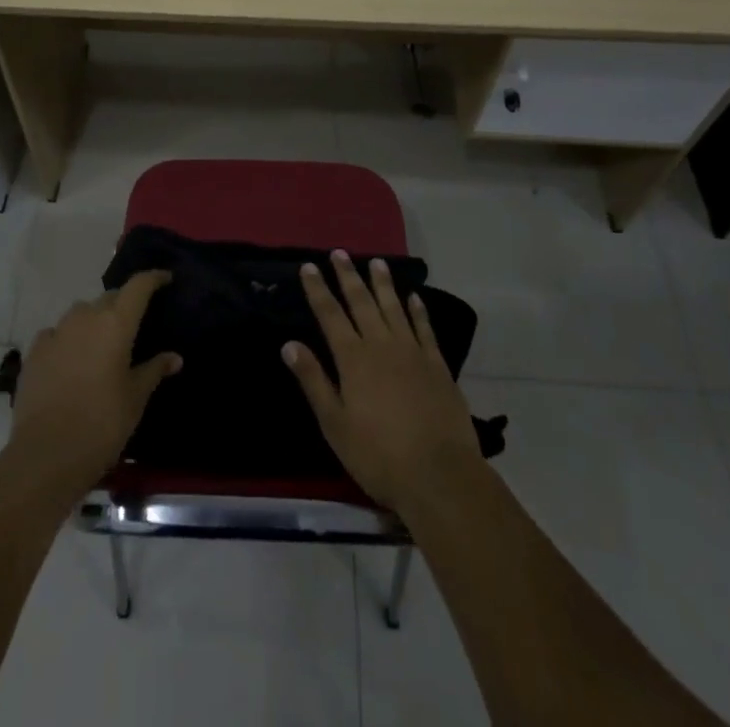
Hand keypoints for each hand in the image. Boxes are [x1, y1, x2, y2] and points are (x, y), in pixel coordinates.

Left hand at [9, 271, 181, 497]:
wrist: (46, 455)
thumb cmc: (102, 424)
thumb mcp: (135, 399)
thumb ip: (154, 370)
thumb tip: (174, 357)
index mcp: (116, 323)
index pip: (138, 286)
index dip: (153, 278)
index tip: (165, 279)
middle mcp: (85, 317)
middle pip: (110, 297)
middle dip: (124, 304)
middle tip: (134, 324)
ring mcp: (57, 331)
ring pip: (82, 313)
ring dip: (94, 321)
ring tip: (102, 345)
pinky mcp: (34, 351)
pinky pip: (57, 333)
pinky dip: (68, 339)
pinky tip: (71, 360)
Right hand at [284, 251, 485, 514]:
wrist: (440, 476)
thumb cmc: (378, 456)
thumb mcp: (335, 424)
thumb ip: (314, 381)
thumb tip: (289, 343)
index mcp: (353, 359)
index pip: (330, 315)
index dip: (318, 290)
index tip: (309, 266)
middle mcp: (381, 345)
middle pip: (362, 303)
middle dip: (348, 277)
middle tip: (340, 253)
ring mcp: (413, 352)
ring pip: (394, 308)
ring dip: (383, 284)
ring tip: (376, 262)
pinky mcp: (437, 366)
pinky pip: (425, 329)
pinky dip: (418, 311)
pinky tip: (414, 297)